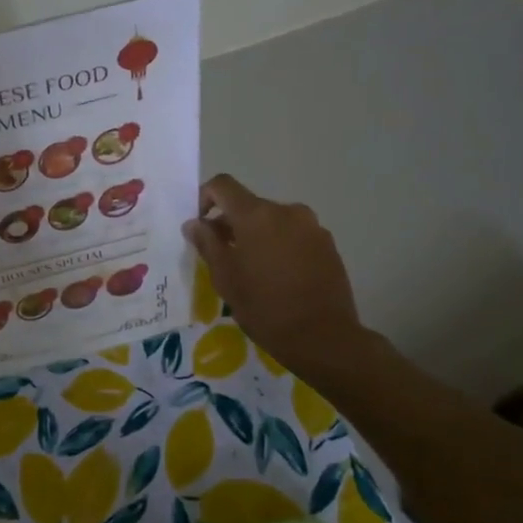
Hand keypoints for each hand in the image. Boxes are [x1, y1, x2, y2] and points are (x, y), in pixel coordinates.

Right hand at [183, 174, 371, 381]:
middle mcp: (287, 211)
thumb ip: (207, 244)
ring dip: (257, 236)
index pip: (223, 185)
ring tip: (253, 270)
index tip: (200, 225)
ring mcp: (312, 226)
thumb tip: (195, 223)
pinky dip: (280, 246)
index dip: (205, 197)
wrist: (323, 337)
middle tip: (222, 256)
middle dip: (231, 224)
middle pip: (249, 205)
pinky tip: (279, 277)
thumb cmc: (265, 307)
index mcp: (257, 215)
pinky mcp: (328, 245)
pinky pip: (294, 235)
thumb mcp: (225, 278)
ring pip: (273, 221)